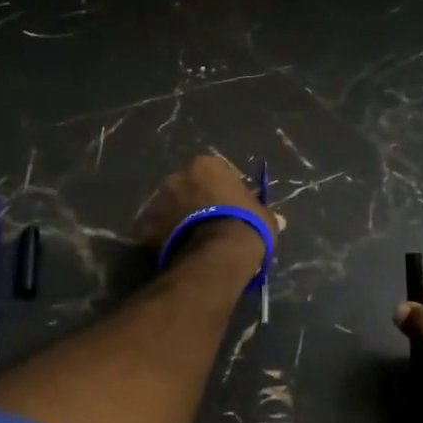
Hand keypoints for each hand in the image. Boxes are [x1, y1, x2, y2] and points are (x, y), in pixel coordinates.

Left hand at [137, 155, 279, 268]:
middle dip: (195, 202)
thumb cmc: (245, 226)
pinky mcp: (145, 228)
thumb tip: (278, 220)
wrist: (217, 255)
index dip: (224, 190)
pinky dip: (164, 241)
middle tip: (210, 223)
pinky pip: (156, 232)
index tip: (232, 206)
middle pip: (186, 187)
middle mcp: (176, 177)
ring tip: (193, 242)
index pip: (215, 172)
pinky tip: (178, 254)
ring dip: (177, 220)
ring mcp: (157, 202)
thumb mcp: (265, 218)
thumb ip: (265, 214)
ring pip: (168, 209)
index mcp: (205, 166)